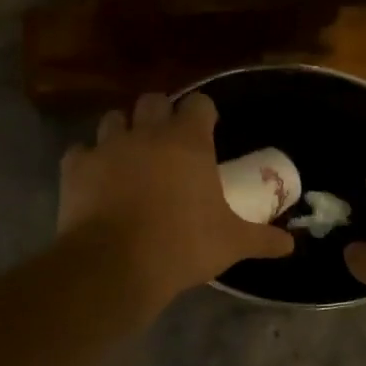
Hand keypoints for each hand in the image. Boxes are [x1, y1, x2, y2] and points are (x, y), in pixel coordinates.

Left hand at [59, 91, 293, 310]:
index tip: (208, 131)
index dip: (204, 114)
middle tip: (168, 142)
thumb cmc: (182, 245)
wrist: (116, 265)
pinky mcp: (75, 167)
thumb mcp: (231, 243)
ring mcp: (107, 147)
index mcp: (188, 141)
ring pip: (114, 119)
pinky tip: (97, 180)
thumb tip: (290, 245)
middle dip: (161, 114)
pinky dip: (90, 161)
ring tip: (131, 157)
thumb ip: (262, 238)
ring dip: (124, 131)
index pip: (199, 104)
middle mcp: (147, 133)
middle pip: (153, 100)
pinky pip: (81, 152)